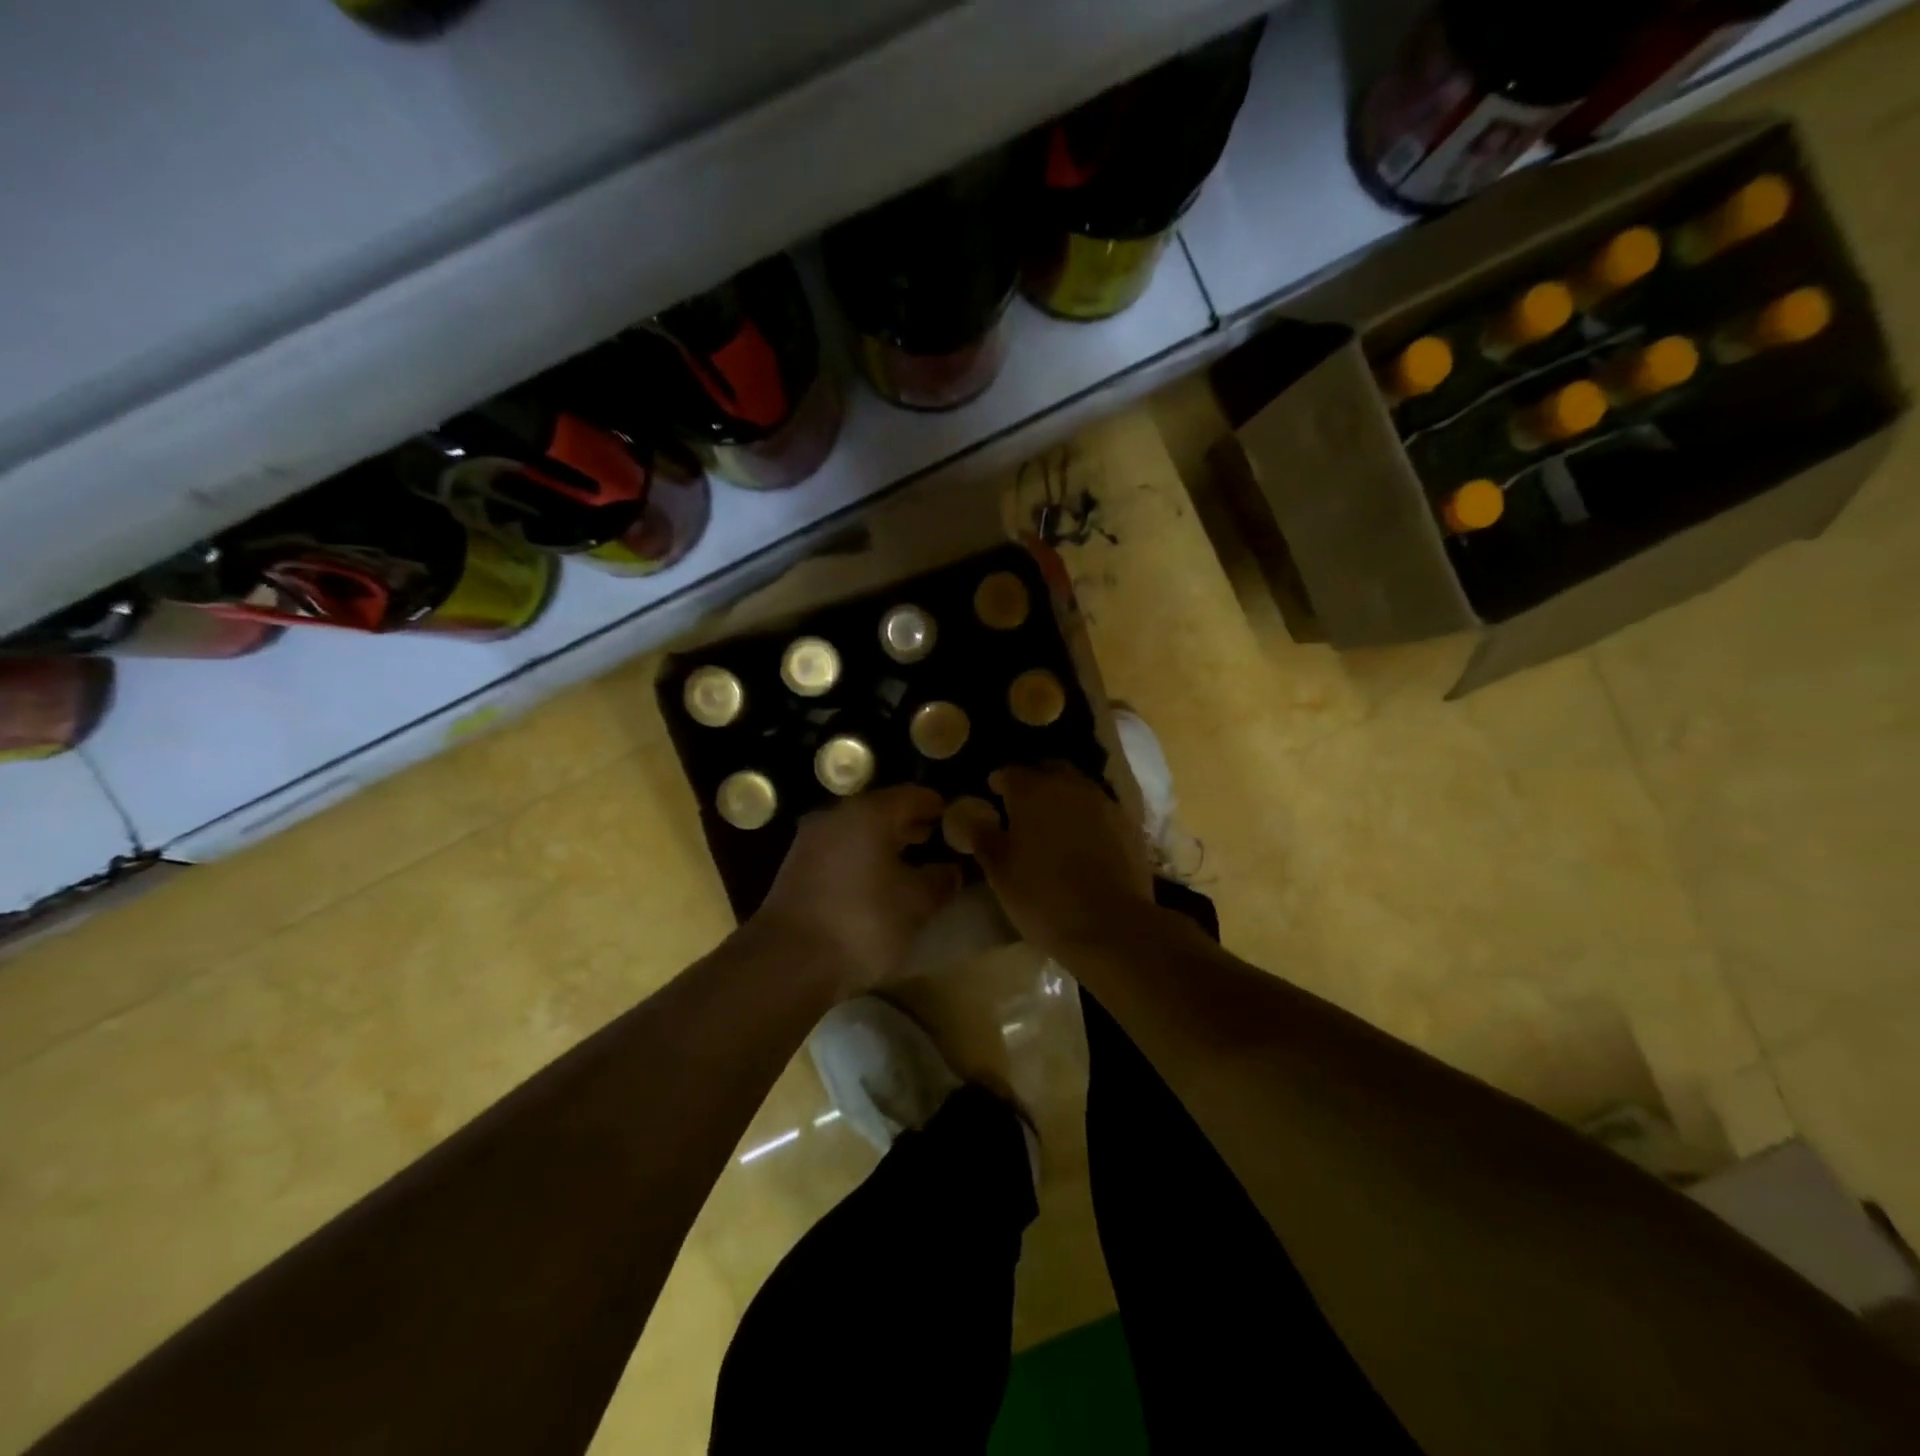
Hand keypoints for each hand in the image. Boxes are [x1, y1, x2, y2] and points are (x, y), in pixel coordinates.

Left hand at [748, 785, 960, 996]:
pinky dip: (861, 858)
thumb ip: (939, 880)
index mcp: (869, 813)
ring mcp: (811, 841)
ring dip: (883, 842)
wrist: (787, 961)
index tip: (954, 817)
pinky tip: (876, 882)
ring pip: (857, 831)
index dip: (935, 805)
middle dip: (909, 823)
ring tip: (908, 862)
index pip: (911, 795)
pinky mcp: (795, 868)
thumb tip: (951, 869)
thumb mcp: (916, 904)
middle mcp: (836, 816)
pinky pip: (839, 851)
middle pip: (881, 810)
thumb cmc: (861, 923)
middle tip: (935, 838)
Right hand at [970, 764, 1156, 961]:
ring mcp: (1103, 802)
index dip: (999, 782)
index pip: (1010, 772)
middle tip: (1023, 804)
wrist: (1111, 924)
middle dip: (1035, 780)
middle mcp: (1069, 786)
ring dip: (1063, 796)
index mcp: (1032, 791)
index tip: (992, 795)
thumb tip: (972, 818)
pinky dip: (1087, 815)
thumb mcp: (1000, 872)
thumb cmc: (1043, 897)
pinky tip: (1083, 838)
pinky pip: (1100, 807)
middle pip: (1048, 770)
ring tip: (1053, 822)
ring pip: (1078, 786)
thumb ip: (984, 838)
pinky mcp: (1128, 823)